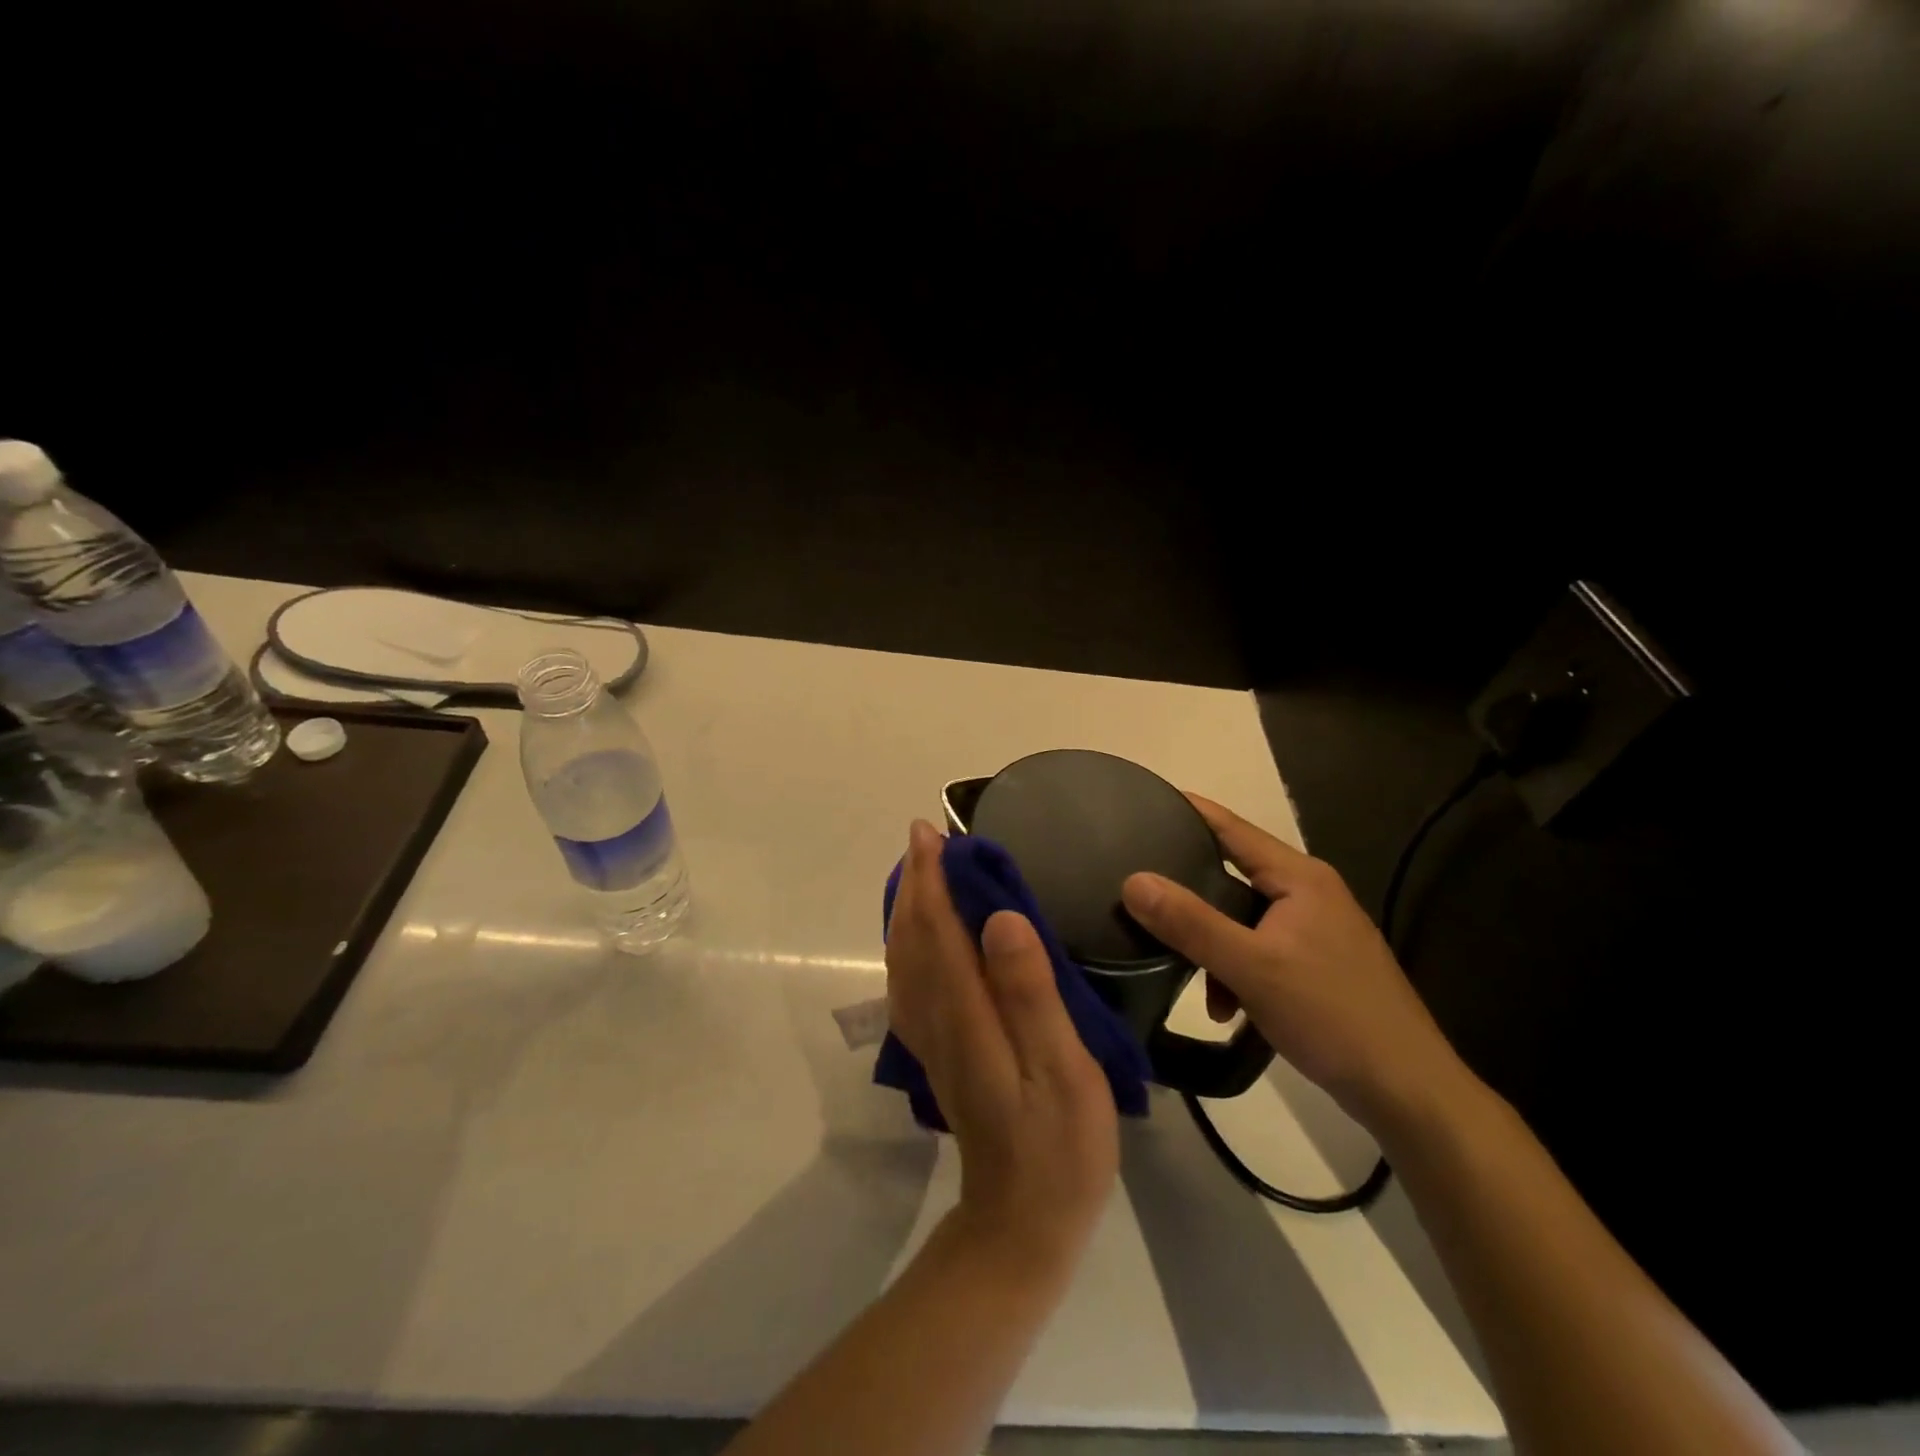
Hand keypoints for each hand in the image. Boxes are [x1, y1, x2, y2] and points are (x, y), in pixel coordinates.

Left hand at [887, 820, 1118, 1273]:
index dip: (932, 877)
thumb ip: (1030, 992)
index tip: (931, 832)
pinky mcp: (939, 1053)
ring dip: (909, 909)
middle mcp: (936, 1017)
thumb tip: (1000, 918)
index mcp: (966, 1012)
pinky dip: (910, 945)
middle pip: (913, 937)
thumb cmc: (1058, 1146)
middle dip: (916, 883)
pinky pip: (910, 982)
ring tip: (922, 873)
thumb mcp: (1062, 1069)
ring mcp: (932, 1038)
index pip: (938, 929)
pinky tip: (924, 937)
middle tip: (926, 838)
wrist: (1021, 1224)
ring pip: (905, 958)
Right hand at [1120, 795, 1466, 1129]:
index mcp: (1300, 878)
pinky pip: (1261, 951)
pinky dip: (1237, 971)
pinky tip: (1227, 1009)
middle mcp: (1310, 893)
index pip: (1233, 828)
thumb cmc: (1331, 1015)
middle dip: (1190, 893)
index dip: (1189, 812)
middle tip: (1142, 894)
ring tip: (1188, 976)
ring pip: (1244, 919)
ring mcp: (1317, 931)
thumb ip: (1190, 923)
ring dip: (1213, 945)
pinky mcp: (1319, 966)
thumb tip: (1133, 881)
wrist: (1408, 1091)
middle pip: (1234, 875)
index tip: (1145, 803)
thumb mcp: (1251, 967)